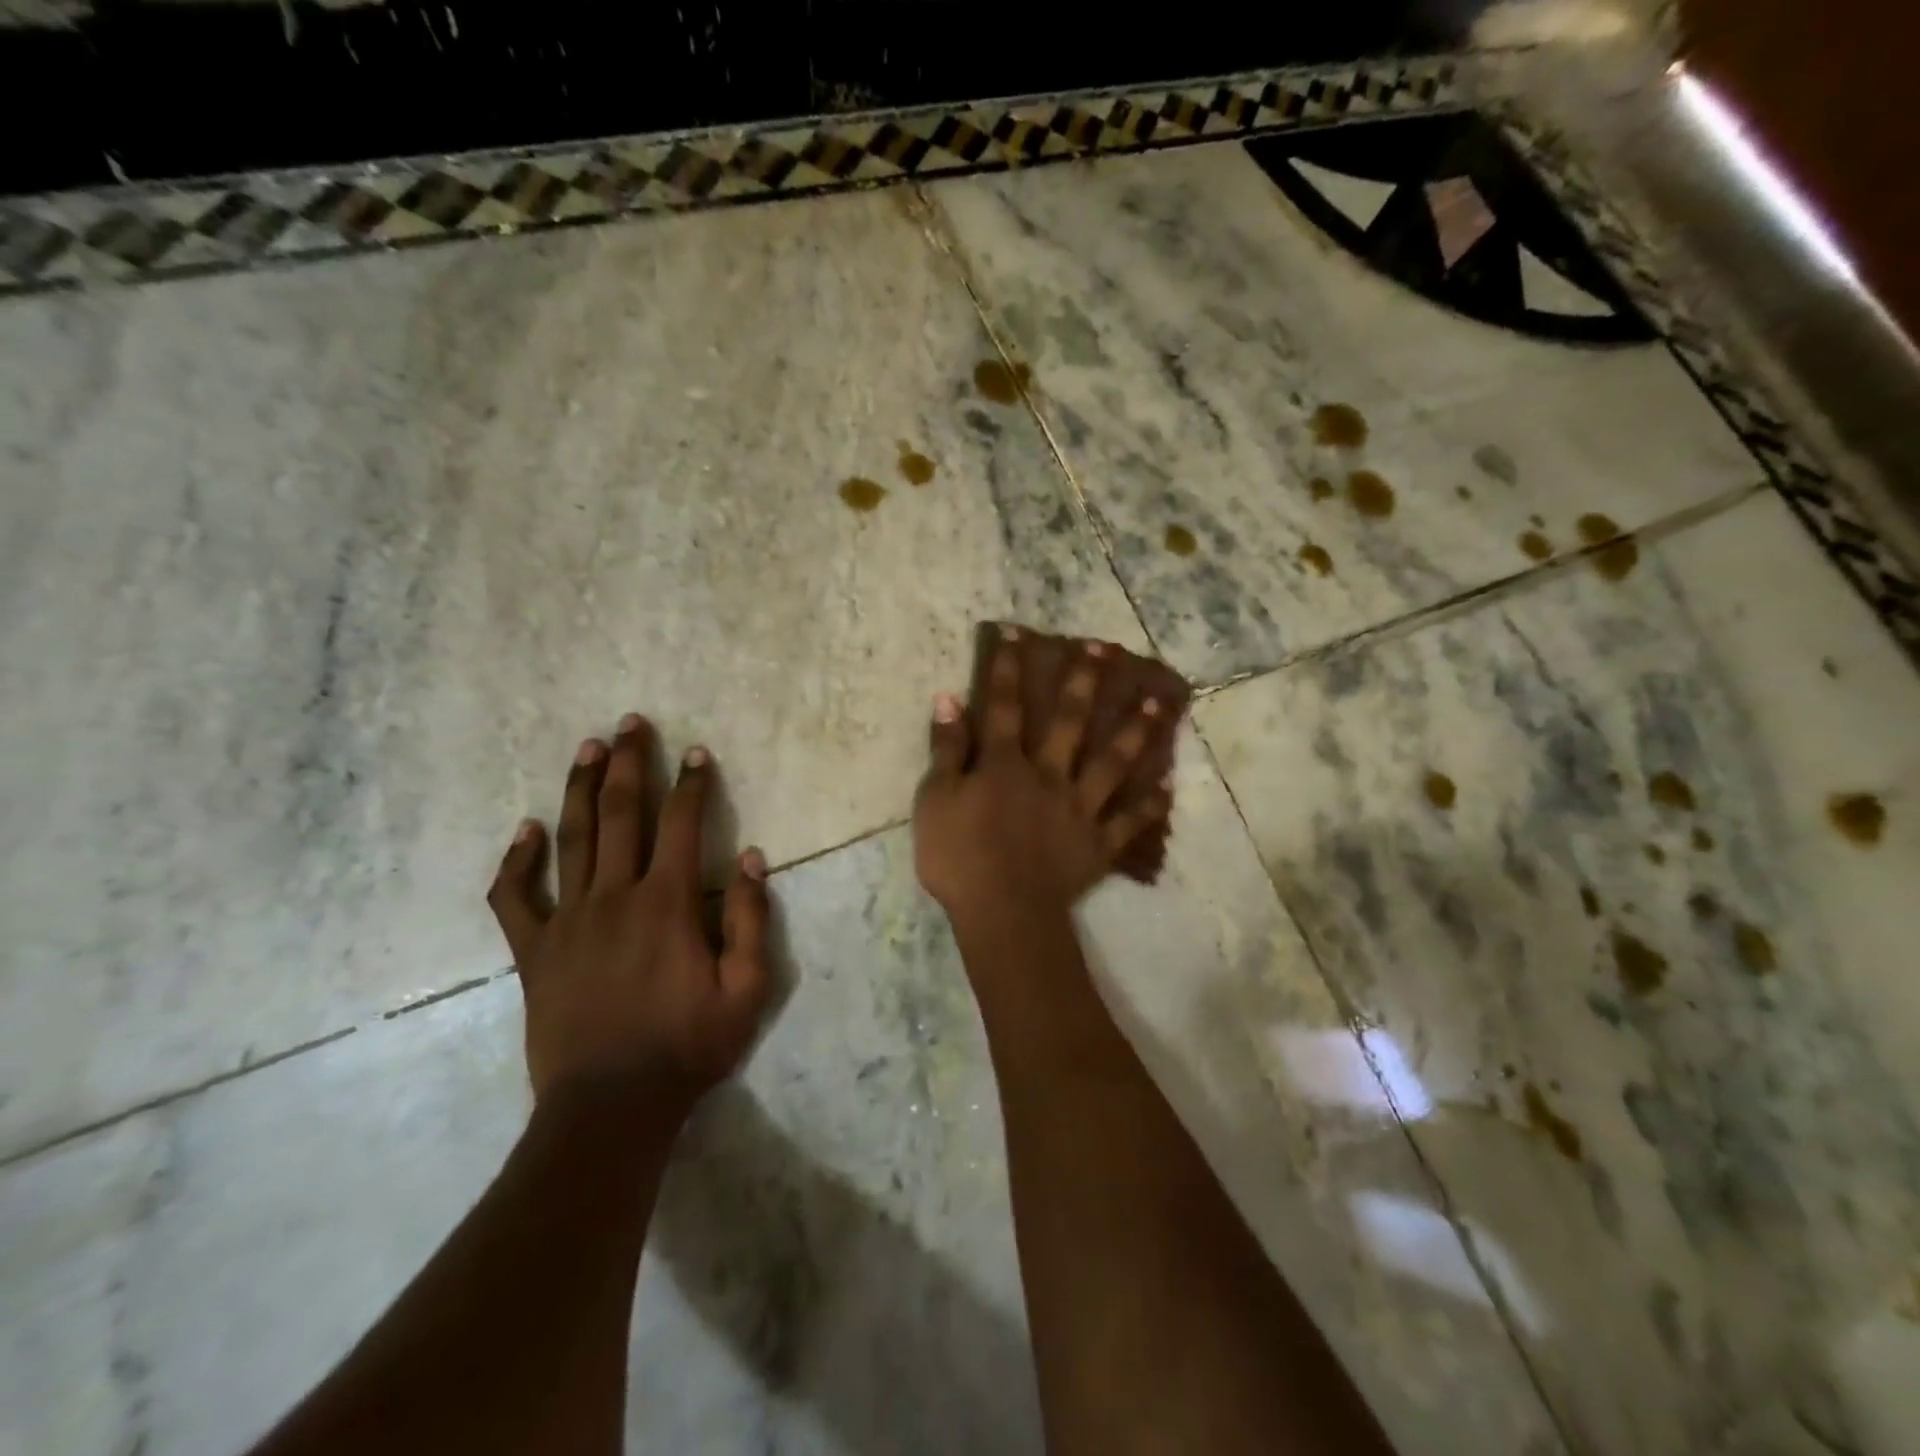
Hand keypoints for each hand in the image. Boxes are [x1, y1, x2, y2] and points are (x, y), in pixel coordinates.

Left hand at [487, 713, 772, 1113]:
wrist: (611, 1108)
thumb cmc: (688, 1047)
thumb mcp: (747, 989)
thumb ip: (751, 919)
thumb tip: (752, 858)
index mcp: (668, 902)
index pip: (683, 824)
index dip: (692, 784)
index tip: (697, 752)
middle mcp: (615, 896)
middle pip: (621, 814)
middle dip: (630, 764)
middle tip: (631, 723)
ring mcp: (568, 921)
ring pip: (572, 839)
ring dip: (581, 789)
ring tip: (588, 748)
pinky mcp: (535, 951)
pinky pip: (515, 898)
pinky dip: (517, 861)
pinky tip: (526, 831)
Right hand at [914, 628, 1170, 926]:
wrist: (1003, 913)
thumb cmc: (959, 858)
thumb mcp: (934, 801)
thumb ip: (946, 749)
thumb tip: (949, 699)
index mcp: (1006, 764)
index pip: (1005, 705)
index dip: (1010, 668)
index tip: (1021, 633)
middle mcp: (1049, 775)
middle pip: (1070, 721)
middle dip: (1085, 681)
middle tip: (1106, 649)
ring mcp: (1079, 808)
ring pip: (1112, 761)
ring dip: (1135, 730)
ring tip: (1157, 701)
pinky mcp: (1098, 843)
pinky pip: (1129, 821)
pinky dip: (1149, 806)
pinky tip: (1167, 787)